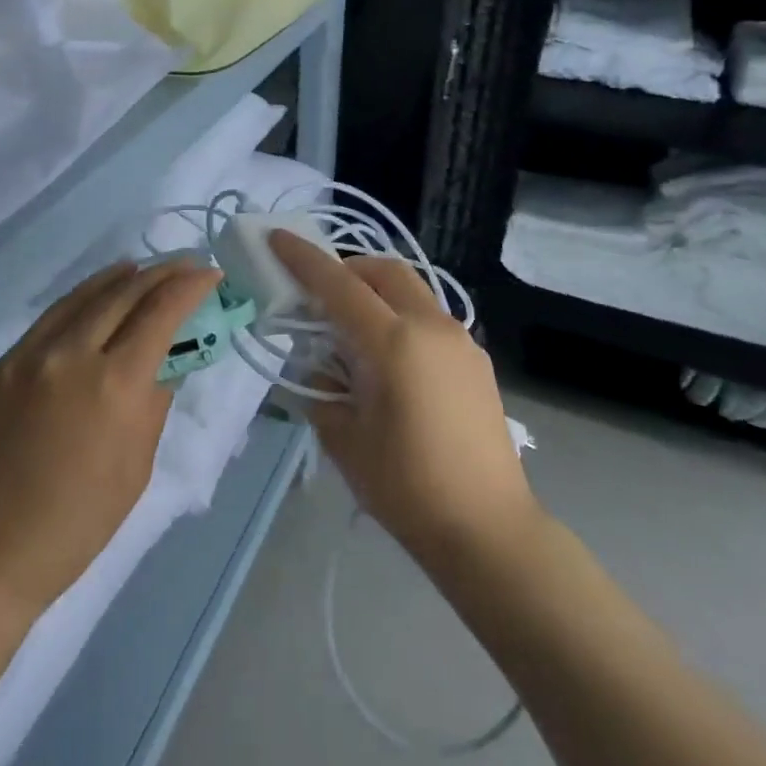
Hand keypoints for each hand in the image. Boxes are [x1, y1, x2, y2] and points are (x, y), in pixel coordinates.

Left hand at [0, 258, 218, 618]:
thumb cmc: (75, 527)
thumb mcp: (136, 468)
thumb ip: (153, 403)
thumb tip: (164, 362)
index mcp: (113, 385)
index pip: (160, 312)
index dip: (189, 286)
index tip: (208, 273)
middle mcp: (65, 357)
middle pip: (120, 293)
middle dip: (157, 273)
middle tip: (179, 264)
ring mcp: (16, 360)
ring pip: (72, 302)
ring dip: (110, 281)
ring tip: (133, 269)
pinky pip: (33, 338)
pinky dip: (66, 324)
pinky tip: (76, 329)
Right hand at [269, 233, 538, 565]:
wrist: (487, 528)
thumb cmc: (406, 486)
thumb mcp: (344, 437)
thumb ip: (321, 387)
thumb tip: (318, 364)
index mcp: (393, 343)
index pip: (339, 285)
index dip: (304, 259)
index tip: (278, 237)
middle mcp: (431, 328)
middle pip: (384, 271)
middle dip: (347, 267)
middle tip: (319, 293)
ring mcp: (461, 341)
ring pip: (412, 290)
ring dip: (376, 291)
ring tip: (351, 328)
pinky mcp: (476, 360)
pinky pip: (429, 318)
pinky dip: (400, 316)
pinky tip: (388, 359)